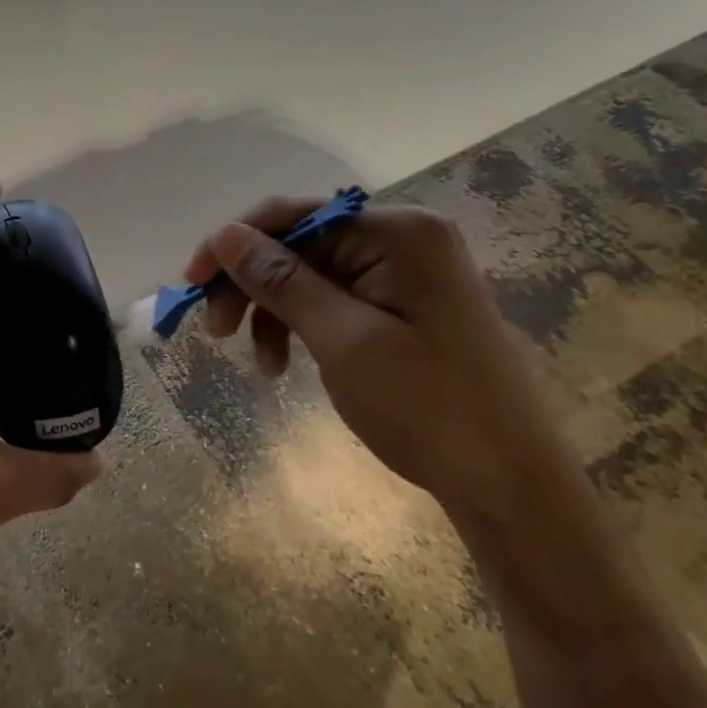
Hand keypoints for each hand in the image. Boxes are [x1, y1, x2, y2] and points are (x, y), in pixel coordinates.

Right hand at [183, 199, 561, 516]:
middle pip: (297, 244)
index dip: (234, 243)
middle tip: (213, 328)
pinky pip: (331, 300)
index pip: (293, 215)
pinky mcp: (401, 307)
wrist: (516, 492)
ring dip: (271, 310)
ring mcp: (404, 274)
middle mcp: (402, 239)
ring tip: (256, 362)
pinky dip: (299, 326)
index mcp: (398, 232)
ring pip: (308, 274)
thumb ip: (281, 280)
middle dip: (250, 284)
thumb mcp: (343, 341)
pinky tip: (282, 364)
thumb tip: (226, 235)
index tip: (190, 282)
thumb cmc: (431, 410)